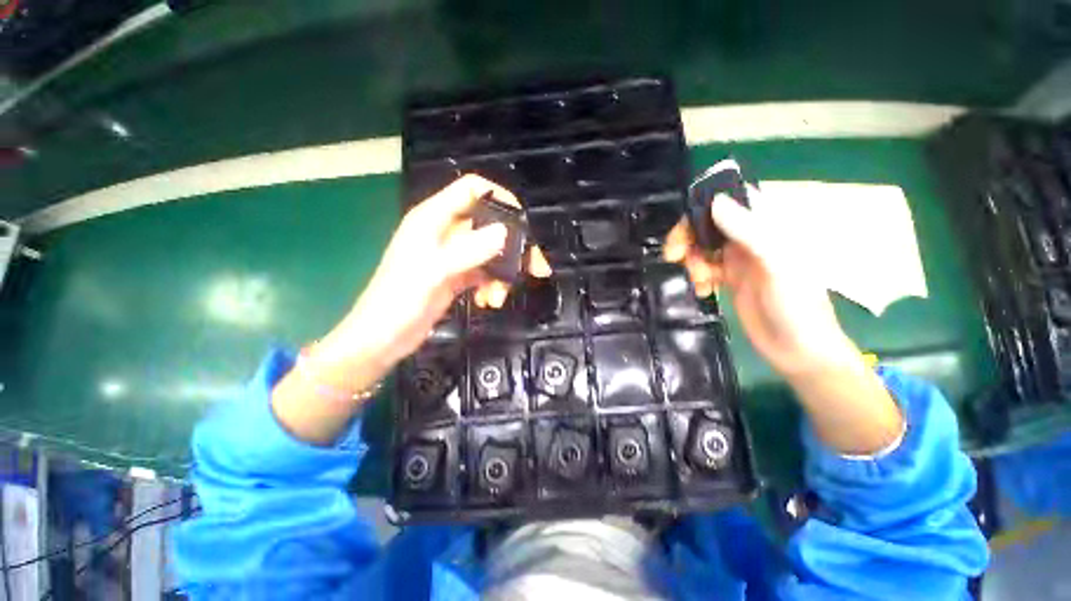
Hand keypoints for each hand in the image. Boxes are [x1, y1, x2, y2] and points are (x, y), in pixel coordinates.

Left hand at [273, 175, 549, 444]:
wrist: (383, 339)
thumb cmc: (398, 301)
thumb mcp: (433, 273)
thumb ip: (468, 251)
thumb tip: (505, 233)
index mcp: (433, 219)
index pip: (472, 190)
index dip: (499, 197)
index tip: (522, 222)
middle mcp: (445, 232)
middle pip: (489, 226)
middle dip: (513, 247)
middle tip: (535, 267)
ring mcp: (452, 255)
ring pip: (490, 253)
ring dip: (502, 274)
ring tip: (498, 298)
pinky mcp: (457, 276)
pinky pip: (484, 273)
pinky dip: (491, 286)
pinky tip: (487, 302)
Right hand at [664, 188, 857, 377]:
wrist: (797, 351)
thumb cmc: (795, 306)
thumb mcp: (775, 265)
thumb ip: (747, 232)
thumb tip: (714, 202)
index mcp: (769, 228)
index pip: (731, 202)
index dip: (703, 206)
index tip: (684, 224)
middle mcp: (751, 239)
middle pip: (709, 225)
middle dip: (688, 238)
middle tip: (673, 255)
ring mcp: (739, 261)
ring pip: (702, 248)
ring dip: (692, 261)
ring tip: (699, 281)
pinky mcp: (729, 280)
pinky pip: (704, 269)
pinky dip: (697, 277)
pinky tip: (703, 291)